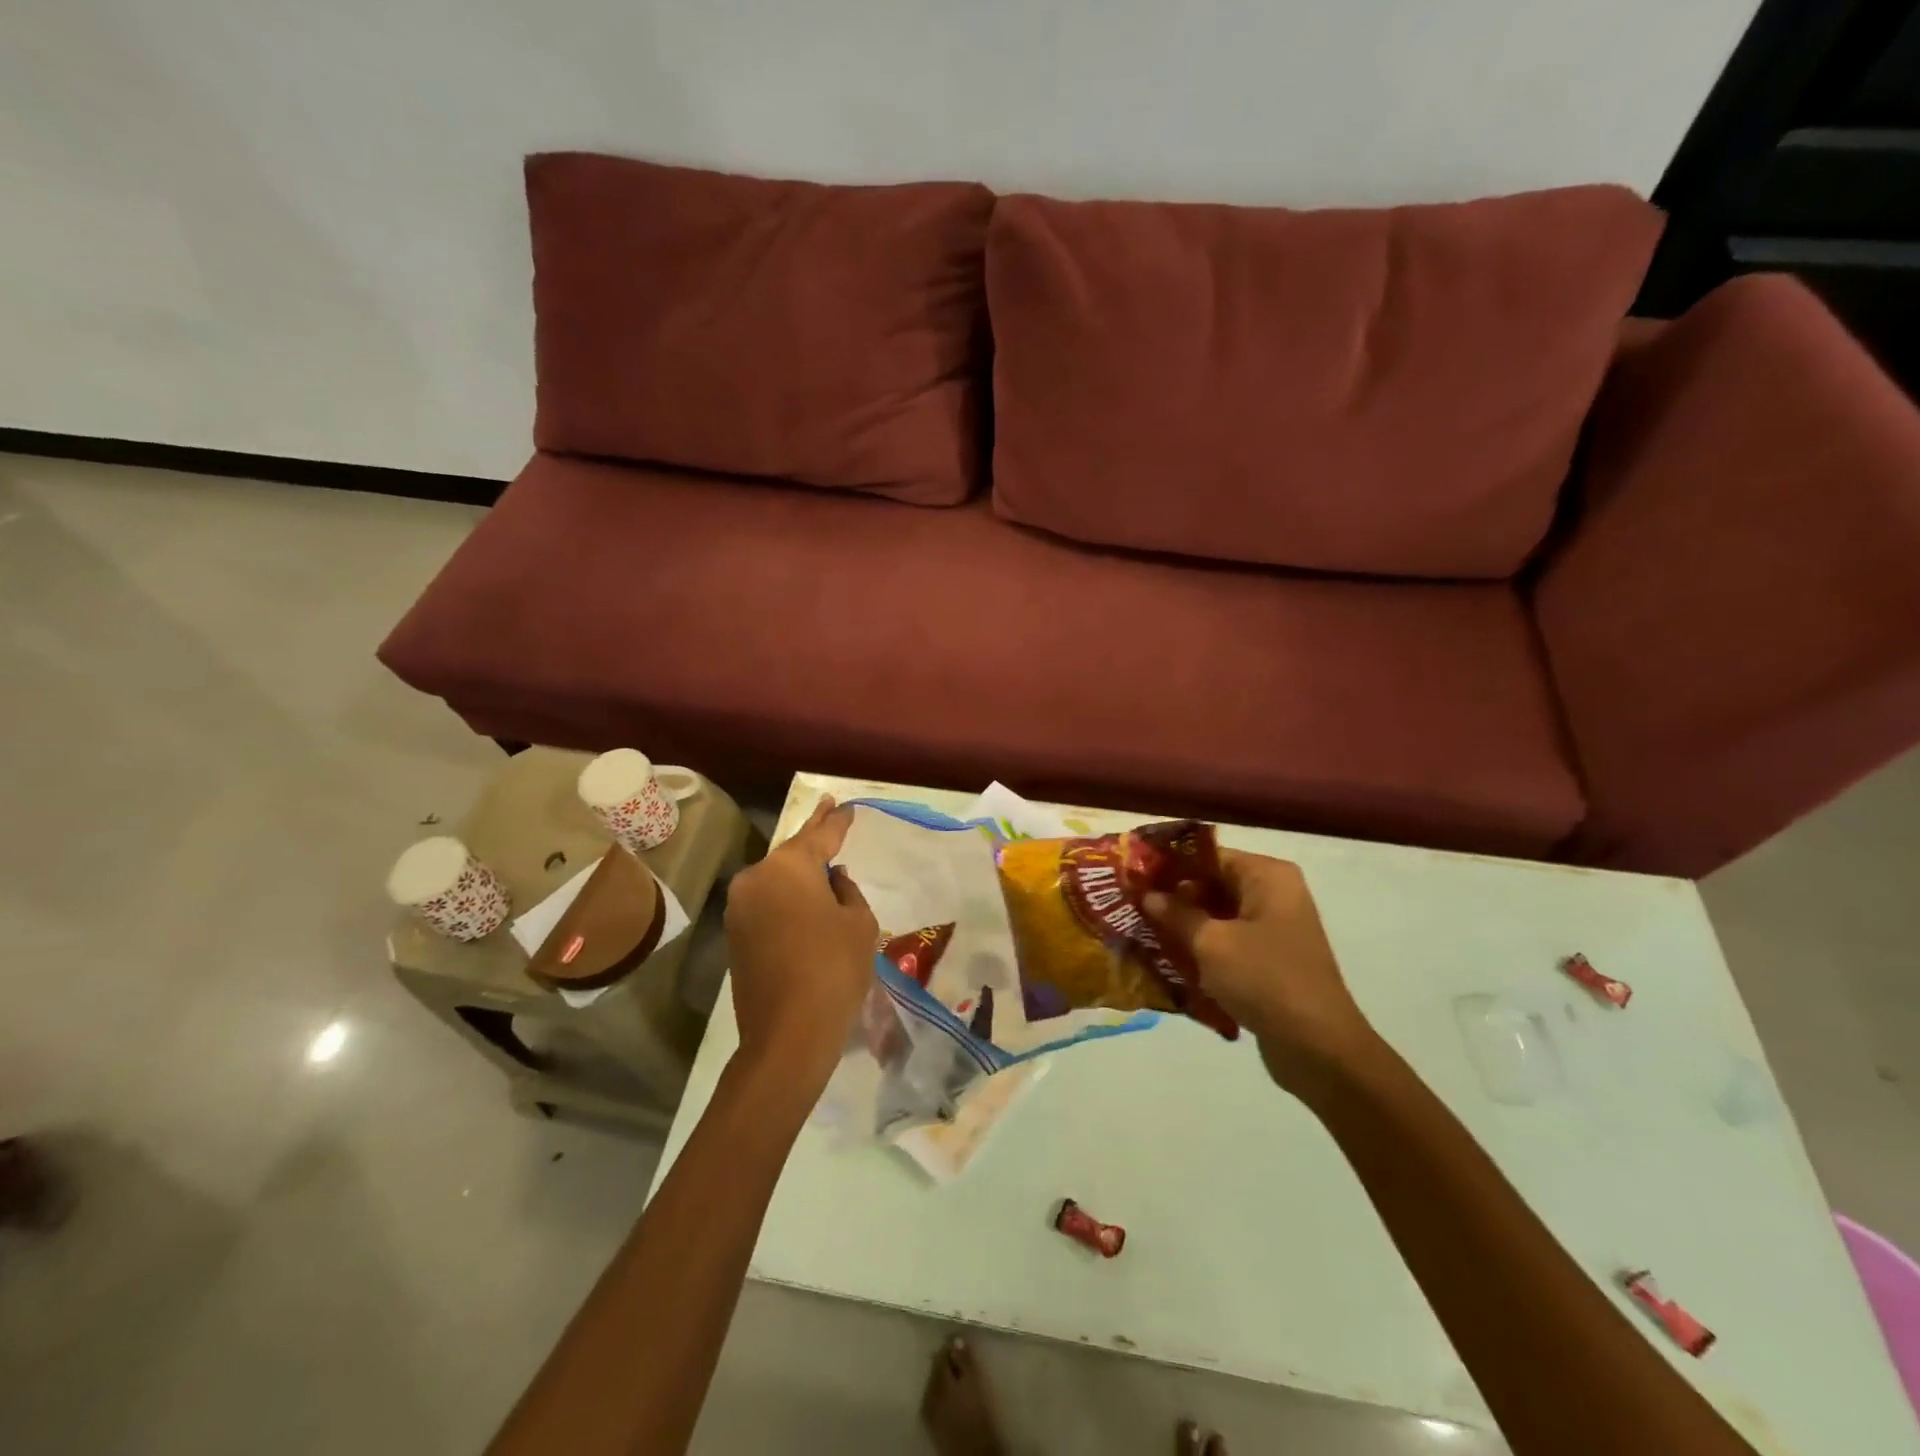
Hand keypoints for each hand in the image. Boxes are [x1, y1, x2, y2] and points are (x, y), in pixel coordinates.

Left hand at [724, 796, 878, 1092]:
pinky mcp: (735, 935)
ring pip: (777, 879)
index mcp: (788, 867)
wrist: (788, 1034)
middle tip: (829, 810)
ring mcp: (740, 908)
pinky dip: (787, 897)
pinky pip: (767, 902)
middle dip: (814, 835)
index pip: (819, 835)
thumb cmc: (834, 969)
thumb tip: (833, 880)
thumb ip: (847, 891)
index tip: (845, 805)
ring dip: (800, 872)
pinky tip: (807, 900)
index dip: (836, 821)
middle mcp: (756, 878)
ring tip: (825, 863)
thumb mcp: (859, 924)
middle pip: (792, 853)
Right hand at [1146, 850, 1377, 1096]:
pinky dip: (1201, 948)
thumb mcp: (1211, 943)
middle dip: (1173, 896)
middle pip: (1212, 883)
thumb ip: (1176, 914)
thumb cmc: (1265, 980)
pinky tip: (1167, 958)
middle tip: (1130, 904)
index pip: (1208, 855)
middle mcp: (1274, 894)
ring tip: (1141, 930)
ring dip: (1184, 924)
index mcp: (1266, 876)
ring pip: (1217, 915)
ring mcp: (1274, 928)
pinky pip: (1227, 941)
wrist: (1319, 1048)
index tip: (1132, 875)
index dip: (1169, 864)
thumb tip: (1148, 894)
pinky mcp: (1269, 959)